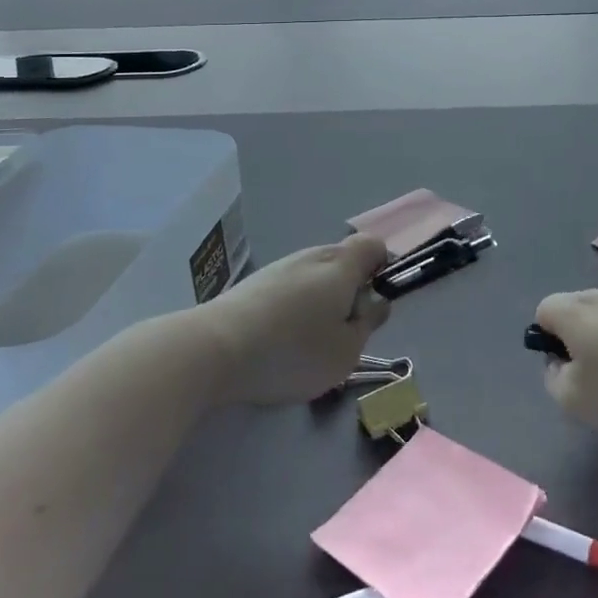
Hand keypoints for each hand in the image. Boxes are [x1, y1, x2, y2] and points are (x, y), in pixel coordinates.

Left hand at [199, 235, 389, 405]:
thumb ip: (368, 323)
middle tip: (342, 332)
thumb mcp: (347, 351)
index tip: (373, 304)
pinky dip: (294, 307)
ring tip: (307, 343)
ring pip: (315, 276)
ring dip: (320, 300)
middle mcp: (313, 255)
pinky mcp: (255, 282)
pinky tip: (279, 340)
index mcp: (342, 266)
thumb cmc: (293, 351)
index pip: (374, 246)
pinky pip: (289, 287)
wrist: (215, 348)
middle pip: (344, 261)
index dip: (382, 269)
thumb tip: (376, 301)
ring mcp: (281, 266)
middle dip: (350, 291)